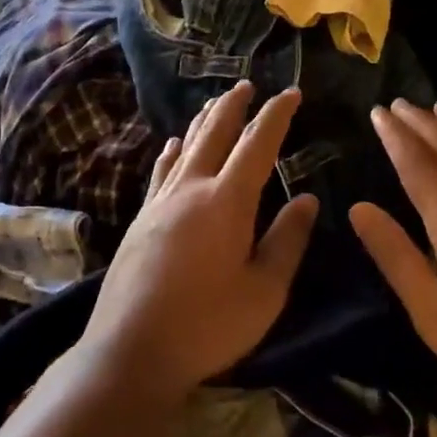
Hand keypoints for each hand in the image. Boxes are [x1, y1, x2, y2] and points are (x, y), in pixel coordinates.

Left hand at [82, 80, 318, 402]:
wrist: (131, 351)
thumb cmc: (208, 325)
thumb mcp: (264, 291)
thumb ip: (287, 240)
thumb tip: (306, 198)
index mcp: (227, 202)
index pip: (257, 145)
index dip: (276, 116)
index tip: (291, 94)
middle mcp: (191, 189)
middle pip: (215, 134)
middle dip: (235, 106)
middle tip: (248, 85)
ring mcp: (160, 203)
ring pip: (185, 147)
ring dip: (204, 122)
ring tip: (215, 103)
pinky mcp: (140, 220)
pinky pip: (160, 171)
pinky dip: (172, 152)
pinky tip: (173, 145)